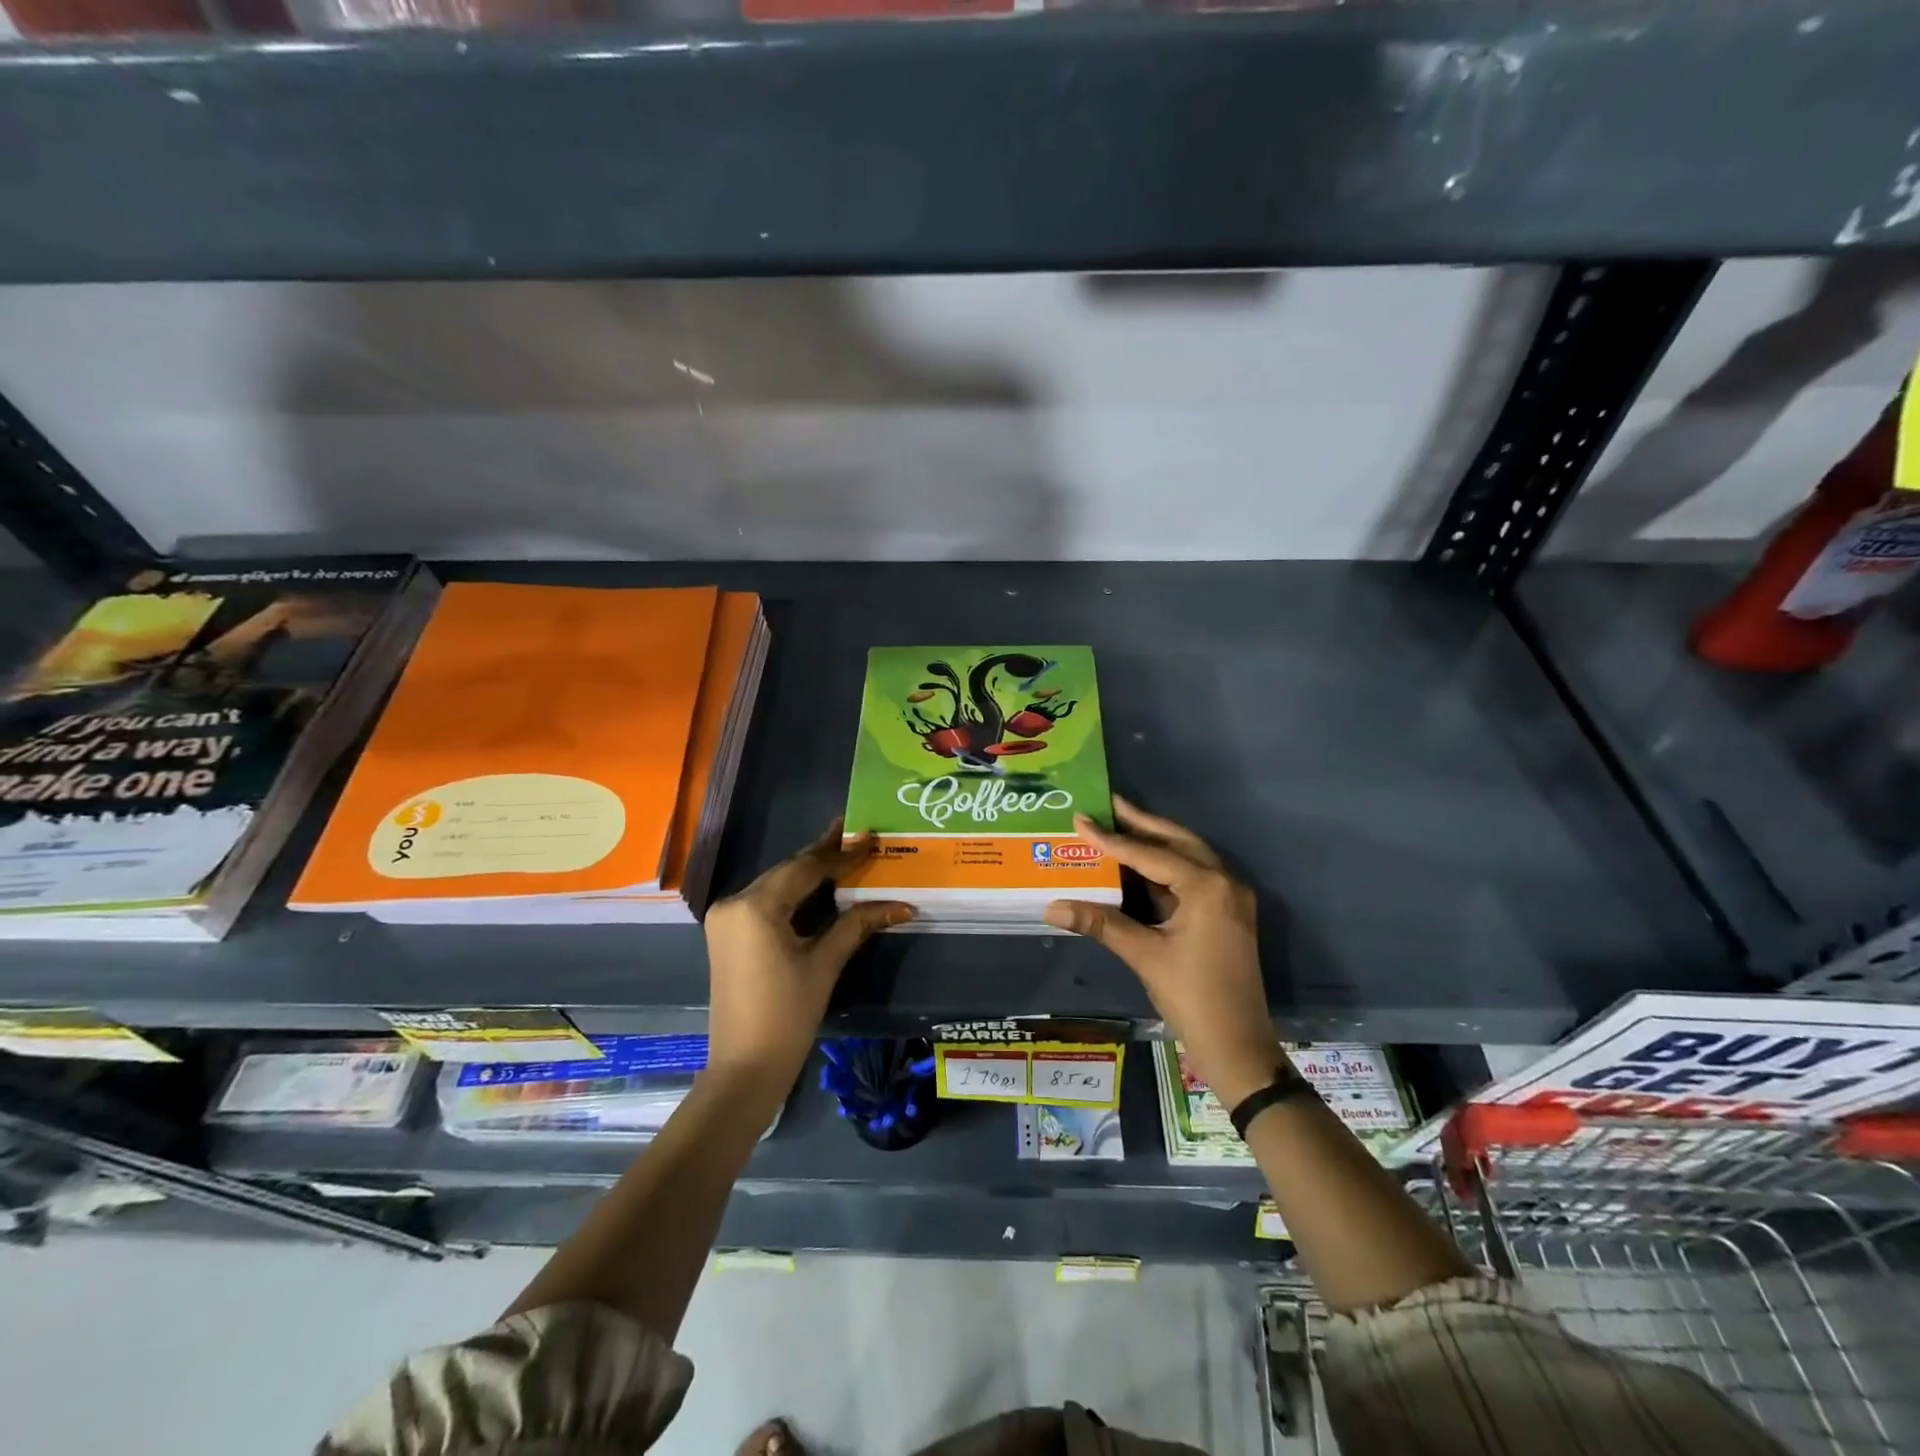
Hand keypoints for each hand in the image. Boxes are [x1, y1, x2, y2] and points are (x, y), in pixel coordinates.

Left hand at [703, 821, 911, 1093]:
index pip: (806, 868)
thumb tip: (901, 905)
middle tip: (856, 832)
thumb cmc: (787, 1016)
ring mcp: (727, 918)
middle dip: (824, 854)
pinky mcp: (728, 933)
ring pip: (777, 883)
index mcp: (756, 906)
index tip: (871, 838)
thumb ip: (857, 924)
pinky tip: (819, 883)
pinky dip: (794, 892)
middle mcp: (735, 902)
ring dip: (809, 871)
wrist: (745, 1068)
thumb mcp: (825, 964)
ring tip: (843, 850)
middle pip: (788, 870)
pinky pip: (766, 900)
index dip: (842, 854)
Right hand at [1044, 797, 1284, 1107]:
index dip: (1112, 838)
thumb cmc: (1192, 996)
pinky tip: (1139, 865)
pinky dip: (1165, 868)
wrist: (1238, 1046)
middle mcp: (1225, 882)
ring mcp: (1230, 898)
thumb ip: (1100, 924)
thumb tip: (1051, 907)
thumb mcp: (1144, 955)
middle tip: (1109, 804)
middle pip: (1177, 841)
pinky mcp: (1227, 914)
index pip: (1150, 854)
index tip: (1082, 819)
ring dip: (1155, 842)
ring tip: (1120, 825)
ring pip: (1188, 857)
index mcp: (1207, 887)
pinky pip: (1193, 878)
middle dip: (1142, 824)